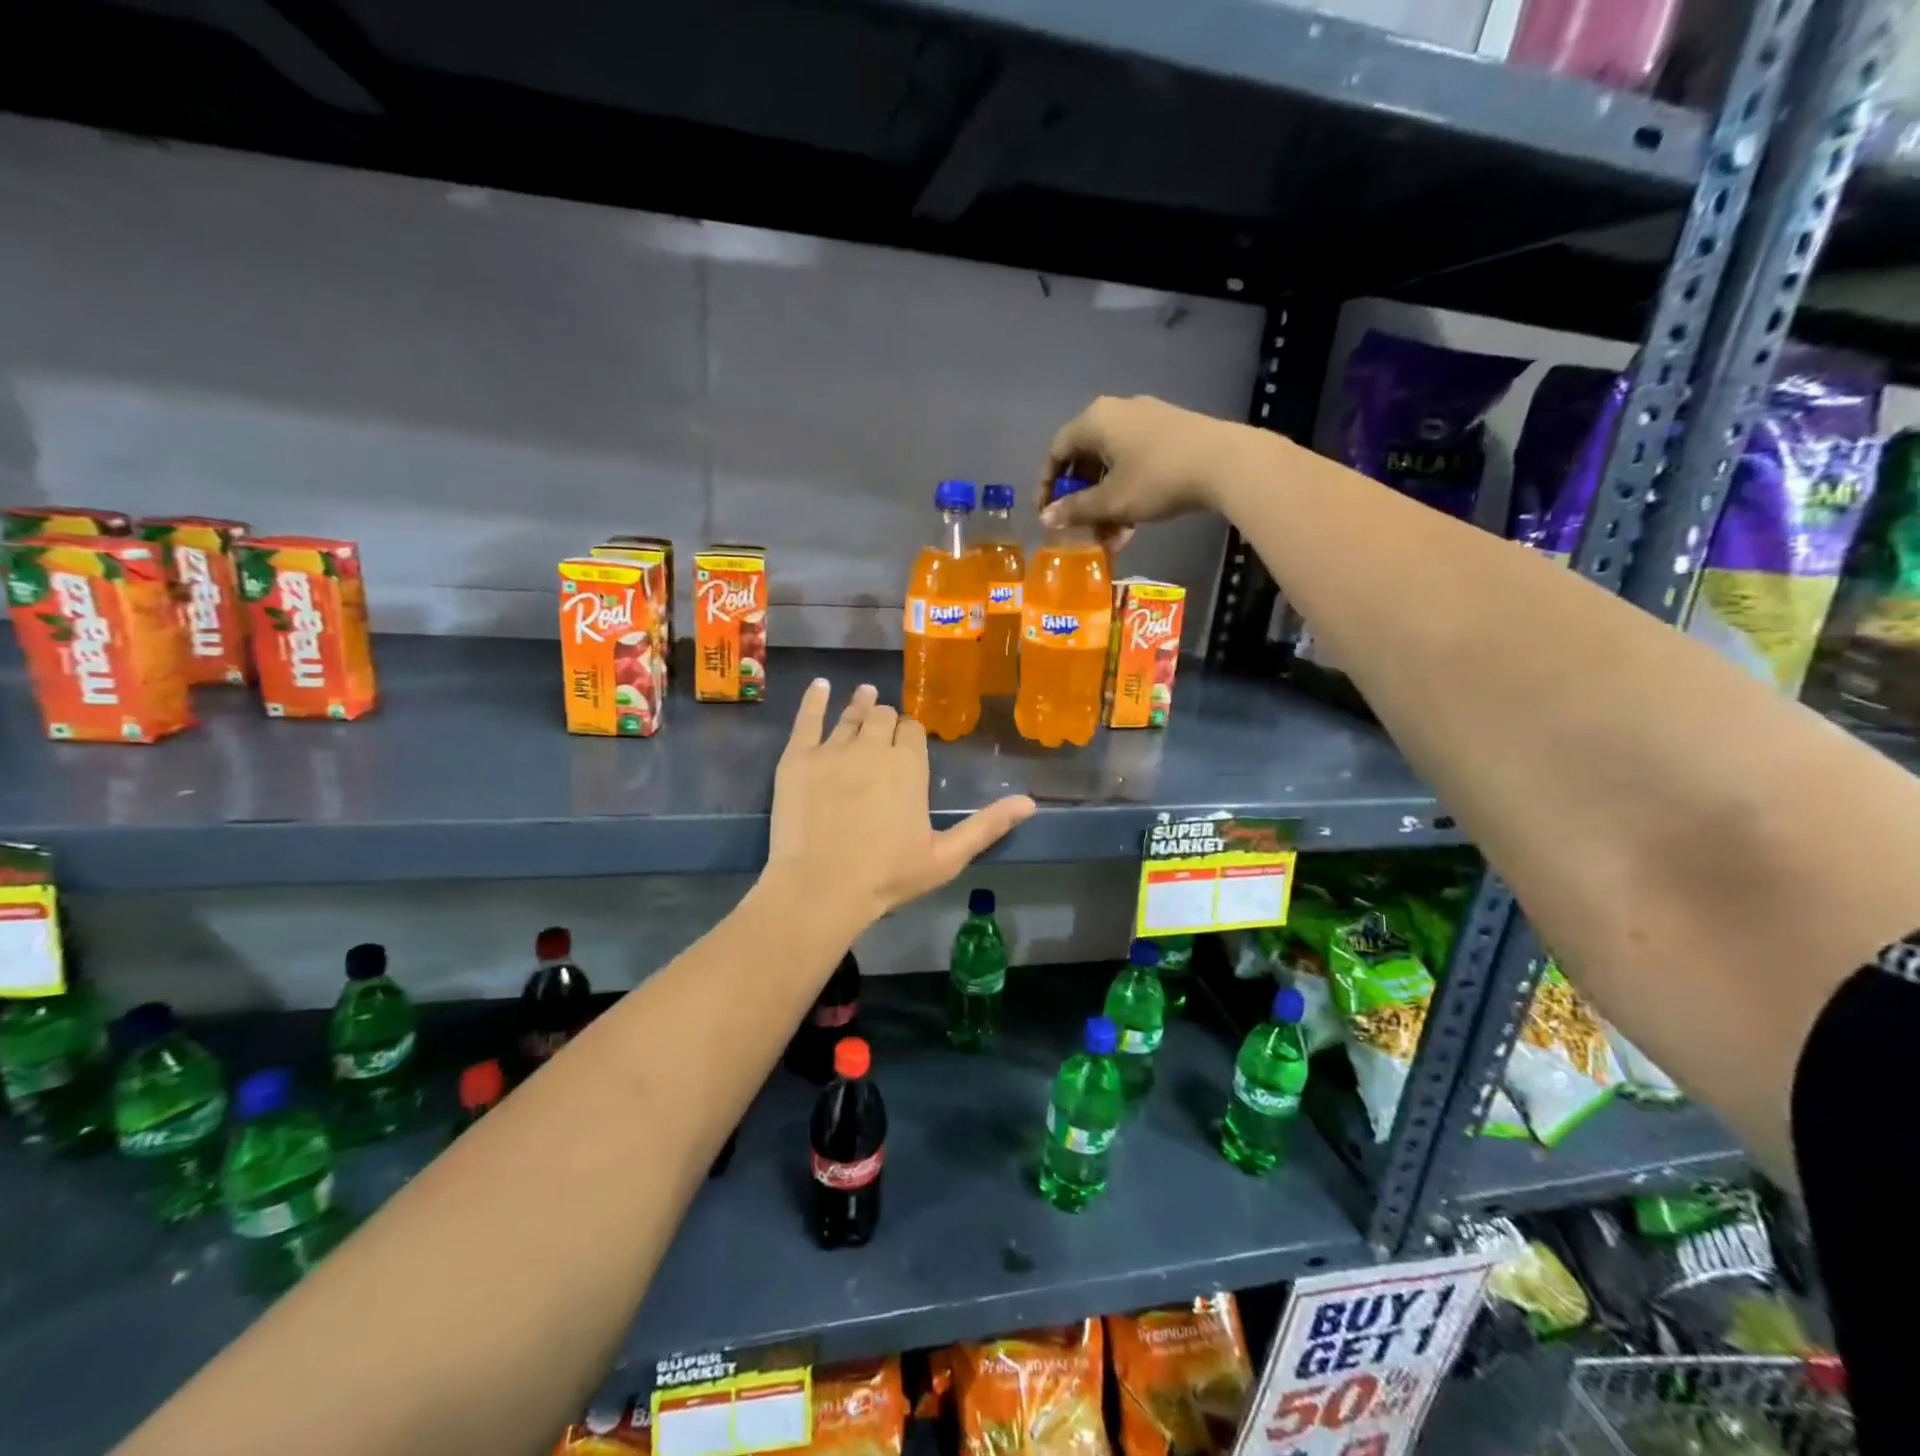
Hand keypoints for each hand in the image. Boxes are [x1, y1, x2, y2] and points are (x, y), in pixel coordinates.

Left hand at [766, 680, 1035, 928]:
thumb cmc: (887, 875)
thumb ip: (987, 826)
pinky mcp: (798, 758)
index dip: (911, 734)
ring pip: (851, 715)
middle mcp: (873, 747)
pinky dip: (814, 700)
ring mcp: (833, 750)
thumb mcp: (946, 857)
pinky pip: (807, 719)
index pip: (913, 731)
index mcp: (909, 766)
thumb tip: (1030, 802)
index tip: (909, 741)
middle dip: (887, 720)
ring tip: (865, 693)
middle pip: (883, 717)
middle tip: (885, 726)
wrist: (821, 887)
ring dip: (860, 704)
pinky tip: (819, 686)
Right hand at [1036, 395, 1254, 550]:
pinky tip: (1133, 524)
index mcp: (1096, 420)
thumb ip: (1076, 510)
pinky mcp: (1170, 432)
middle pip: (1086, 458)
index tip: (1046, 515)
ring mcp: (1147, 420)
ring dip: (1105, 503)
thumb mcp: (1111, 501)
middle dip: (1081, 499)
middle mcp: (1118, 411)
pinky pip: (1135, 462)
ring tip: (1110, 536)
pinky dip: (1126, 491)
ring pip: (1112, 464)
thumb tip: (1046, 519)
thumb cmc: (1157, 479)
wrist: (1225, 463)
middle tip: (1080, 529)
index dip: (1047, 485)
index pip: (1057, 451)